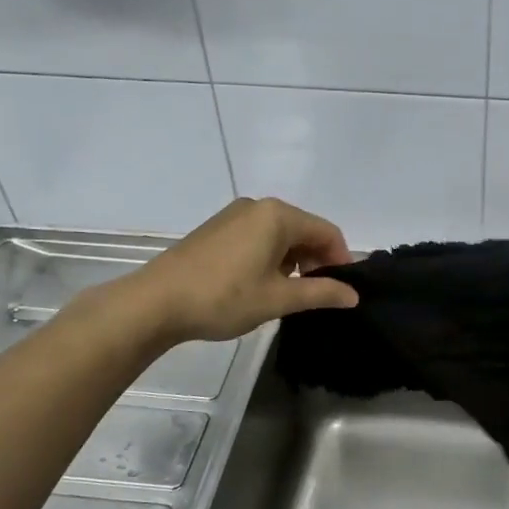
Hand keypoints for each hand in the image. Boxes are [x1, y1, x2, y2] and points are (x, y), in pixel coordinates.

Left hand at [117, 197, 358, 344]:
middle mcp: (258, 206)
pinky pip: (258, 237)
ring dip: (294, 261)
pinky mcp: (217, 229)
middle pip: (304, 230)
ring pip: (280, 234)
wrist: (155, 303)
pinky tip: (261, 283)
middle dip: (317, 260)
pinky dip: (271, 256)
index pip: (327, 232)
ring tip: (288, 293)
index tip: (342, 290)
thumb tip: (353, 295)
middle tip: (316, 295)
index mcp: (277, 215)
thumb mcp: (278, 299)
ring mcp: (234, 215)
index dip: (341, 260)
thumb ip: (321, 293)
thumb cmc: (224, 297)